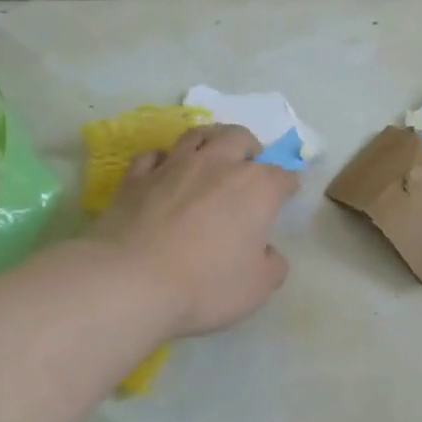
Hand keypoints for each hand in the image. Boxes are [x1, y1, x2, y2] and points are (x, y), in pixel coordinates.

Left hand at [92, 124, 297, 336]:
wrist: (134, 282)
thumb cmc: (208, 285)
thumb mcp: (259, 286)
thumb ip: (272, 263)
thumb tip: (266, 251)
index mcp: (256, 188)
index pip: (282, 177)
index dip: (288, 187)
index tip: (287, 196)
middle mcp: (218, 165)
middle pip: (239, 138)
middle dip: (250, 148)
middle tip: (249, 164)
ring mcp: (174, 166)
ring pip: (197, 135)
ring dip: (211, 141)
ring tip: (212, 155)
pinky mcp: (136, 178)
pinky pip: (154, 156)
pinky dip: (165, 160)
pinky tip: (164, 171)